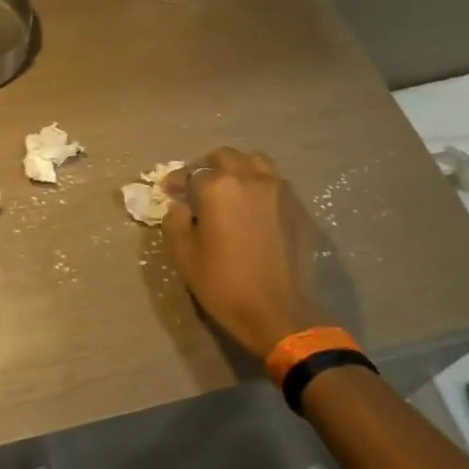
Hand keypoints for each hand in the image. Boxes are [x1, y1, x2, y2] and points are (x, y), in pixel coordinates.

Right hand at [162, 149, 323, 359]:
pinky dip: (260, 187)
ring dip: (238, 170)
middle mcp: (251, 178)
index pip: (192, 173)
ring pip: (256, 163)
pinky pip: (275, 184)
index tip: (170, 192)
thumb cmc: (223, 284)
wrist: (277, 311)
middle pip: (226, 157)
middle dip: (208, 168)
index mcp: (218, 187)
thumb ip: (175, 222)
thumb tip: (180, 207)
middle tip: (198, 188)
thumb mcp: (184, 255)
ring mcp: (279, 190)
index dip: (177, 181)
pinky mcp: (298, 207)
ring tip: (229, 191)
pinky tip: (254, 209)